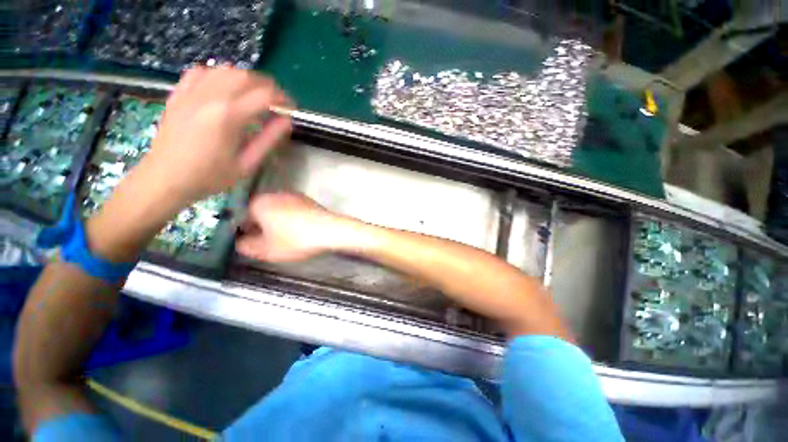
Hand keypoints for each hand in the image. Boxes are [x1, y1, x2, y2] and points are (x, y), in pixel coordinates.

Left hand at [137, 67, 291, 206]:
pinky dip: (219, 75)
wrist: (164, 179)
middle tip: (277, 102)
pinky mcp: (179, 94)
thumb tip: (287, 121)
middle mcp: (210, 96)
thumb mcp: (247, 164)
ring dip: (247, 79)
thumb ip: (269, 140)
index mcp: (228, 115)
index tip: (291, 109)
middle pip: (246, 76)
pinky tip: (225, 88)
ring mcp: (191, 92)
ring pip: (225, 70)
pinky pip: (202, 72)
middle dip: (268, 86)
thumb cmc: (209, 177)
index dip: (283, 99)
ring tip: (255, 95)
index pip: (265, 95)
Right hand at [236, 193, 350, 262]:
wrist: (330, 230)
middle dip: (261, 227)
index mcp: (259, 203)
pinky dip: (292, 220)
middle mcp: (275, 194)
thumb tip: (241, 242)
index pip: (241, 216)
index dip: (243, 231)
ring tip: (285, 239)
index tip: (251, 243)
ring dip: (277, 223)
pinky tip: (299, 231)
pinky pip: (293, 211)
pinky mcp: (308, 201)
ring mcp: (294, 195)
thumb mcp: (266, 250)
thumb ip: (246, 247)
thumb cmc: (295, 239)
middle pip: (260, 212)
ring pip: (278, 210)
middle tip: (267, 243)